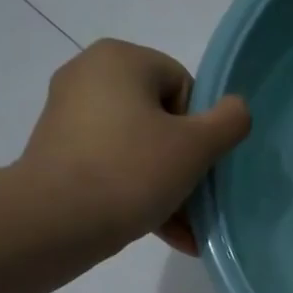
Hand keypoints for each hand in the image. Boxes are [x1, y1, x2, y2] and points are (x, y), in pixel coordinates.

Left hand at [19, 39, 251, 254]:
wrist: (55, 221)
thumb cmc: (131, 172)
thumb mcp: (195, 147)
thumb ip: (229, 122)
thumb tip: (237, 109)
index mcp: (120, 59)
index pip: (182, 86)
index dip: (200, 128)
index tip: (198, 164)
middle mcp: (89, 76)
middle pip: (161, 120)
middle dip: (185, 166)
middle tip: (197, 202)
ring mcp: (69, 116)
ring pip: (138, 150)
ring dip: (168, 189)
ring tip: (186, 230)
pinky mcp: (58, 154)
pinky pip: (112, 168)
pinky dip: (138, 195)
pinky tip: (165, 233)